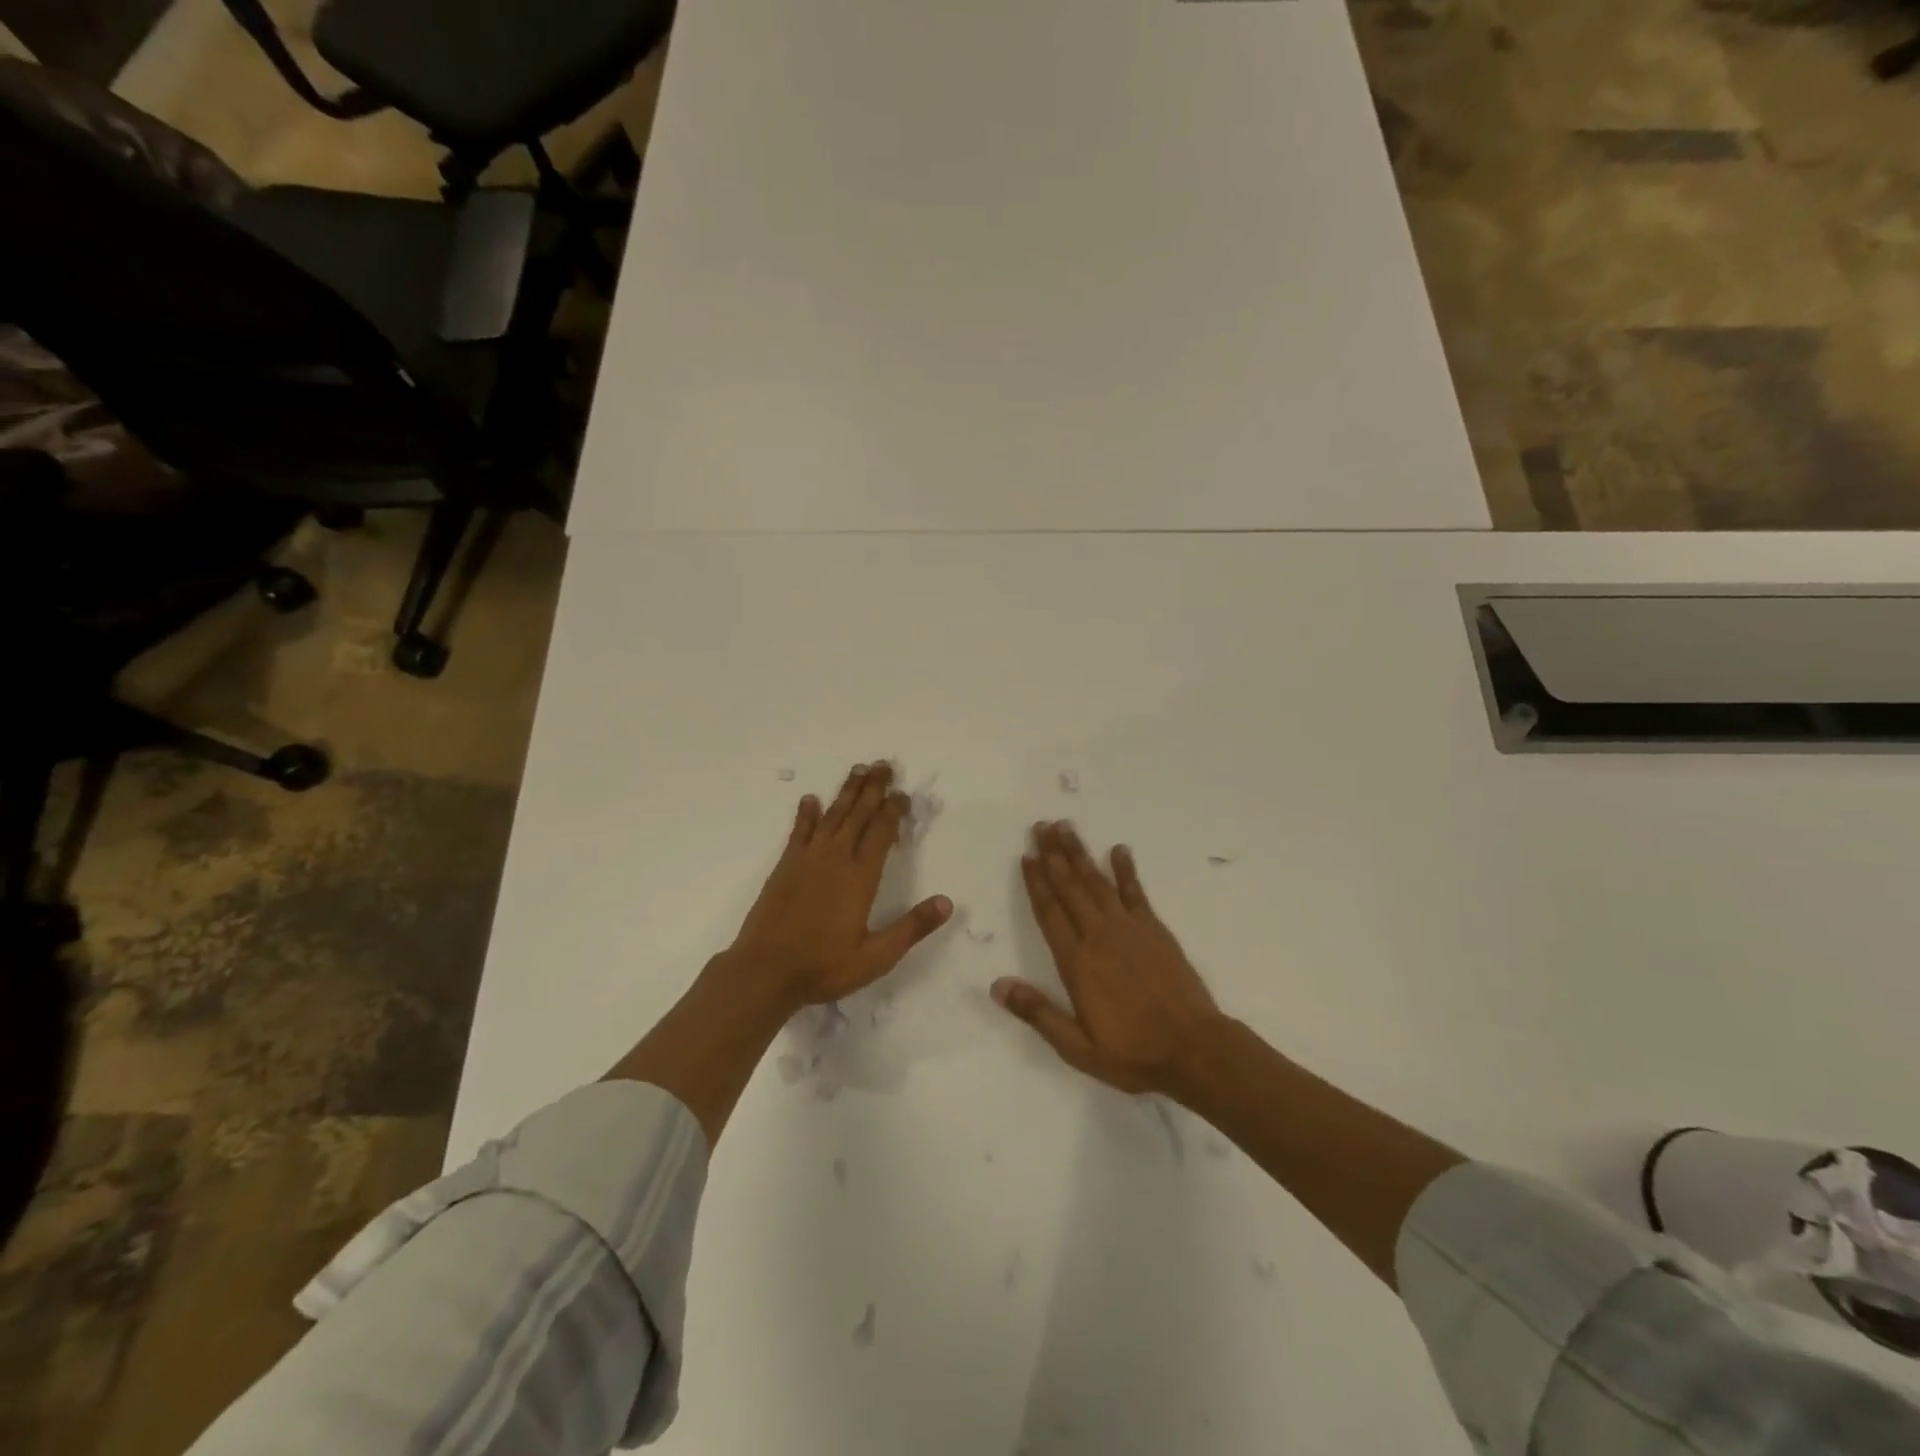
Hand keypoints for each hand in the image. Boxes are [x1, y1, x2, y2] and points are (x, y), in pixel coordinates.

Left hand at [724, 762, 952, 1010]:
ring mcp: (807, 859)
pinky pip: (800, 831)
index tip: (903, 793)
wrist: (765, 971)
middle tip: (884, 765)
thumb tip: (946, 903)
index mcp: (860, 876)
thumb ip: (912, 928)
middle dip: (873, 788)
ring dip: (846, 792)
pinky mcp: (785, 866)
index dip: (894, 809)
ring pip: (832, 815)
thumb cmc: (824, 966)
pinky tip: (811, 799)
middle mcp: (835, 858)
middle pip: (858, 814)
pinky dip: (807, 813)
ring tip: (858, 770)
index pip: (882, 831)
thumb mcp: (876, 956)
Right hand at [995, 822, 1222, 1096]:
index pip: (1049, 912)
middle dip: (1053, 855)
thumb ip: (1038, 1013)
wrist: (1194, 1049)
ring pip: (1098, 882)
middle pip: (1070, 887)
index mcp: (1077, 962)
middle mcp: (1099, 936)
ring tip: (1066, 827)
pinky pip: (1136, 892)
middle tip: (1041, 825)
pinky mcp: (1155, 930)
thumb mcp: (1077, 1046)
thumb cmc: (1132, 1052)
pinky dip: (1126, 869)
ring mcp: (1129, 928)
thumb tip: (997, 985)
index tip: (1026, 855)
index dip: (1036, 882)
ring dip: (1080, 853)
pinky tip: (1118, 850)